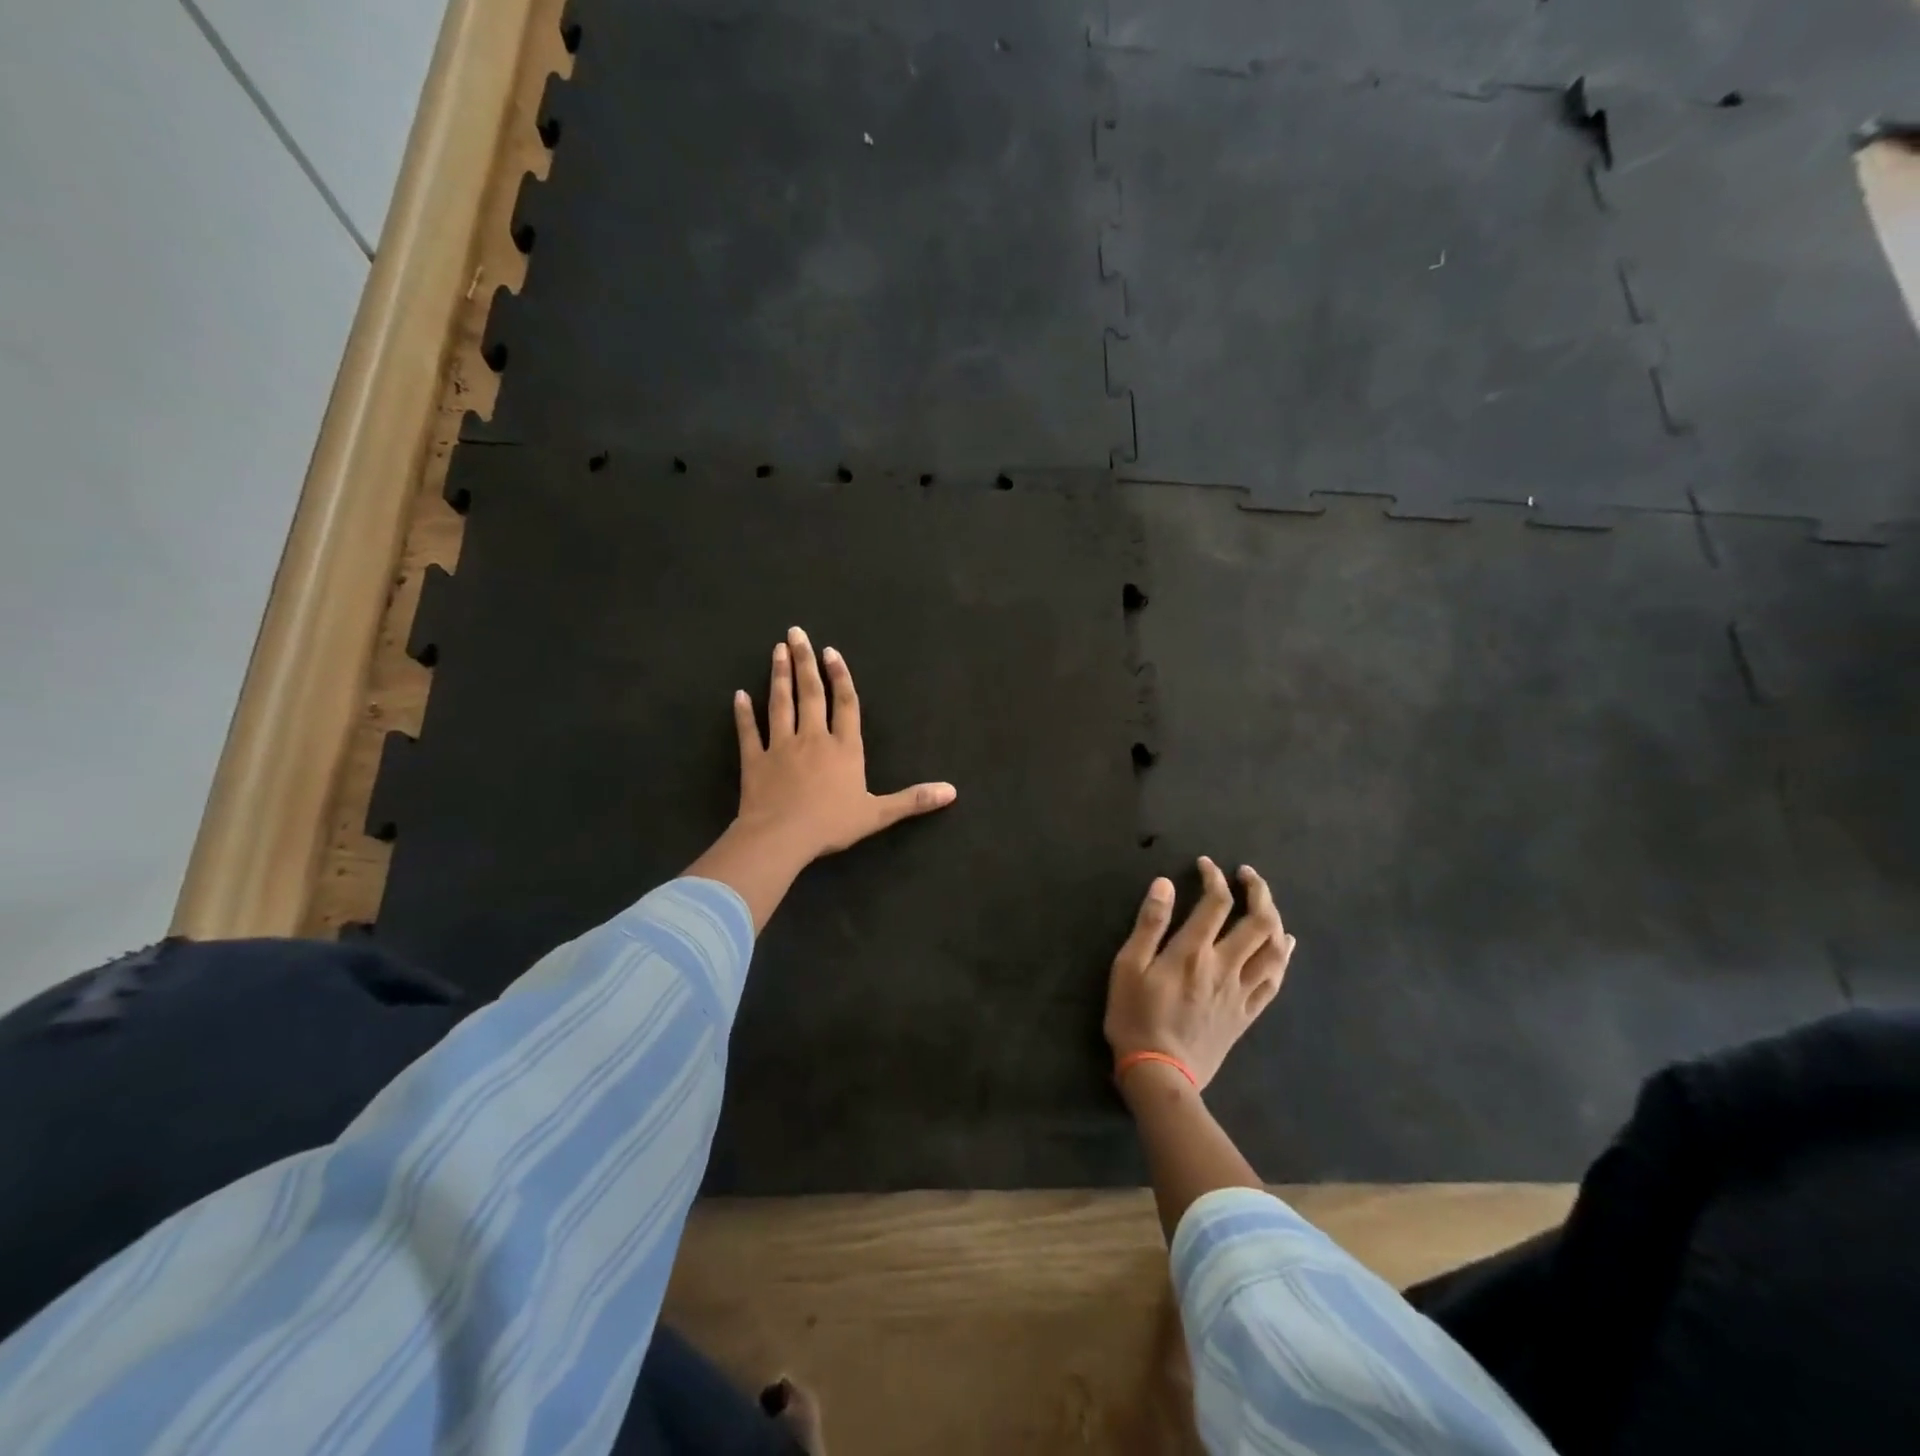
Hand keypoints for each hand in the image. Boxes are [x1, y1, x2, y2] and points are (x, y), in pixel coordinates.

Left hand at [732, 626, 955, 862]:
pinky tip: (739, 695)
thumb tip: (951, 791)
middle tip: (796, 633)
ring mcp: (780, 746)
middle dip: (805, 662)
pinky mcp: (754, 760)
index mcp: (844, 748)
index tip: (831, 652)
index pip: (845, 704)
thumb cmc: (831, 824)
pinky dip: (743, 713)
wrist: (781, 837)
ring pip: (780, 703)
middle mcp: (813, 738)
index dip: (840, 677)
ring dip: (779, 675)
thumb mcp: (878, 814)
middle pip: (810, 693)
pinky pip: (748, 732)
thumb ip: (913, 800)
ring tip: (777, 650)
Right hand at [1103, 858, 1293, 1092]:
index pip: (1216, 902)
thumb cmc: (1135, 1016)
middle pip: (1258, 922)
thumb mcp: (1127, 966)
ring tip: (1265, 904)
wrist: (1159, 1073)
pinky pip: (1274, 982)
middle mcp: (1224, 967)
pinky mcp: (1246, 1014)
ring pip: (1274, 950)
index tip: (1206, 864)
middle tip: (1247, 875)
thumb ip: (1149, 924)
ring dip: (1276, 920)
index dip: (1214, 877)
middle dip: (1258, 891)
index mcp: (1193, 952)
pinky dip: (1284, 957)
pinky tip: (1286, 944)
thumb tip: (1165, 884)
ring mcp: (1240, 992)